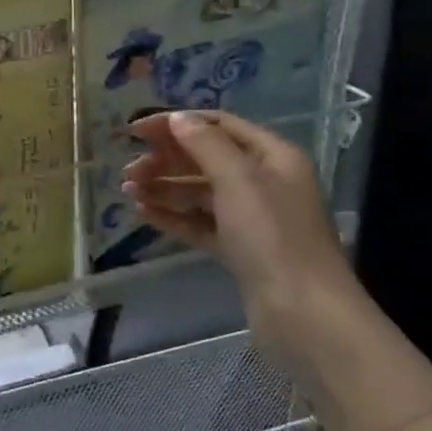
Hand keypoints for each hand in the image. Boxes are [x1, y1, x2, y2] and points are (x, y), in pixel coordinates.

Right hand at [120, 111, 369, 368]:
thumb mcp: (238, 180)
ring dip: (163, 188)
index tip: (135, 131)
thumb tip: (177, 118)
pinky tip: (143, 213)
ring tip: (128, 192)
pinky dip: (173, 215)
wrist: (304, 312)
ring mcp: (252, 218)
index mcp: (272, 157)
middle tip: (128, 170)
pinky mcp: (240, 249)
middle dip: (165, 160)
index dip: (176, 123)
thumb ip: (205, 144)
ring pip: (199, 192)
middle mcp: (264, 182)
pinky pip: (200, 223)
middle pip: (206, 158)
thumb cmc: (272, 236)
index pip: (218, 125)